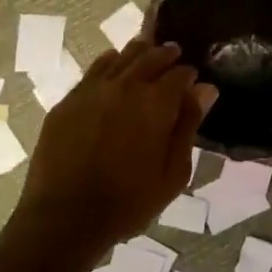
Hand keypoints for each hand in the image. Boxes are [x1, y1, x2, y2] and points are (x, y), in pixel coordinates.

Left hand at [17, 39, 216, 246]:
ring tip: (146, 55)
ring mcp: (92, 90)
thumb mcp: (173, 172)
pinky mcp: (68, 101)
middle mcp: (124, 85)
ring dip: (138, 54)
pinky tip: (113, 69)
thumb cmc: (129, 201)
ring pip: (120, 57)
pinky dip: (110, 64)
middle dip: (166, 55)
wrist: (66, 217)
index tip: (194, 80)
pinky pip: (94, 70)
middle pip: (149, 56)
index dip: (189, 75)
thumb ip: (189, 125)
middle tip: (174, 55)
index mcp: (156, 102)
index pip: (180, 73)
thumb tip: (205, 89)